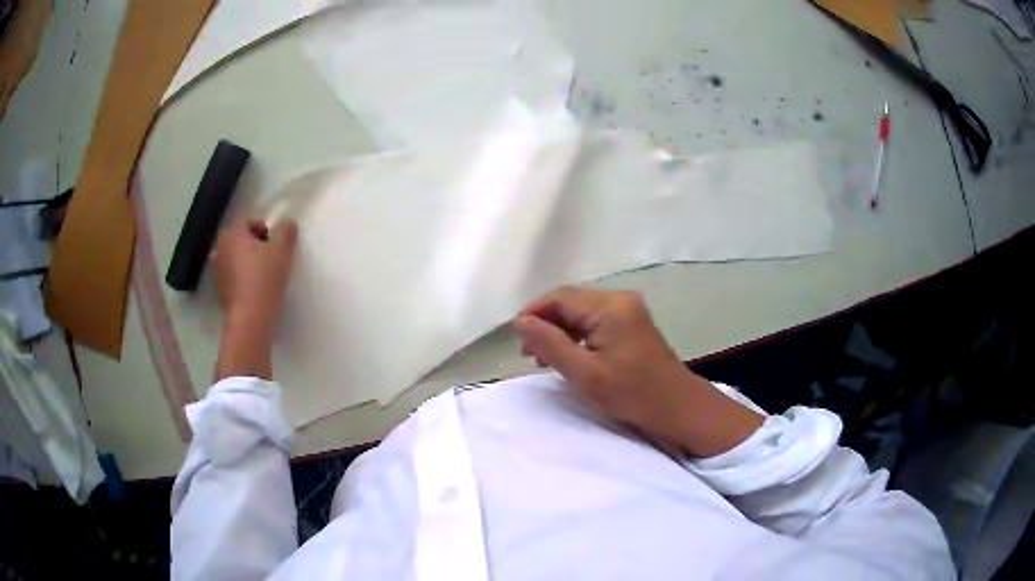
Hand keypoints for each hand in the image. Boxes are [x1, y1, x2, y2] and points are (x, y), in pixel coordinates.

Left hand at [214, 219, 298, 325]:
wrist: (250, 317)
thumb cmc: (265, 277)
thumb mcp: (283, 249)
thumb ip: (286, 230)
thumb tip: (287, 223)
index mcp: (233, 234)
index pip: (249, 222)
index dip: (265, 230)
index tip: (276, 245)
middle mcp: (220, 248)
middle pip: (240, 240)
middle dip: (254, 246)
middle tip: (270, 259)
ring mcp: (217, 271)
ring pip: (235, 259)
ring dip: (247, 263)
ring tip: (262, 276)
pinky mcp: (219, 290)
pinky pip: (232, 278)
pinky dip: (241, 279)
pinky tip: (254, 291)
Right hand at [514, 287, 763, 456]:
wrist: (677, 407)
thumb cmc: (632, 393)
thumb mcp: (585, 373)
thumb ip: (550, 344)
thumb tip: (521, 322)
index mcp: (610, 306)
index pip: (560, 297)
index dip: (534, 312)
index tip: (516, 337)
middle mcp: (620, 299)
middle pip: (571, 302)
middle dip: (546, 323)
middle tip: (528, 353)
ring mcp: (628, 310)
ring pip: (582, 312)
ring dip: (560, 330)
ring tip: (543, 358)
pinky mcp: (632, 323)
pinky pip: (596, 321)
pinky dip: (577, 335)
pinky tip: (567, 355)